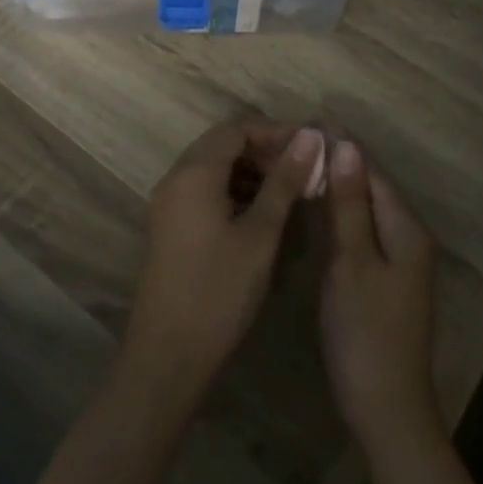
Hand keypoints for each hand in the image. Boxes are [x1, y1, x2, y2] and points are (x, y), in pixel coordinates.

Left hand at [120, 122, 322, 415]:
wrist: (169, 355)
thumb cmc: (220, 291)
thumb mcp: (261, 233)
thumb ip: (284, 181)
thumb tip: (309, 136)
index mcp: (194, 172)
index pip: (237, 128)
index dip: (276, 131)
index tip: (313, 146)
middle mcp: (176, 178)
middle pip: (223, 144)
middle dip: (266, 150)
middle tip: (306, 169)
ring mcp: (170, 203)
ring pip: (215, 168)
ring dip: (252, 172)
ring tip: (292, 191)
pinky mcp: (172, 226)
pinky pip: (206, 191)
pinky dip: (236, 191)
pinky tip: (264, 214)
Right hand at [319, 139, 440, 452]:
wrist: (385, 407)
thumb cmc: (365, 332)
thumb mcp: (352, 262)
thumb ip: (348, 204)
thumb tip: (347, 146)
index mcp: (405, 228)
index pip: (372, 170)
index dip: (341, 144)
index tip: (305, 122)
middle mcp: (406, 236)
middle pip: (370, 186)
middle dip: (336, 161)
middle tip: (292, 142)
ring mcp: (396, 259)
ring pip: (363, 208)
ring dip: (335, 185)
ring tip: (297, 164)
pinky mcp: (381, 277)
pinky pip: (359, 230)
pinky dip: (336, 213)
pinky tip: (312, 207)